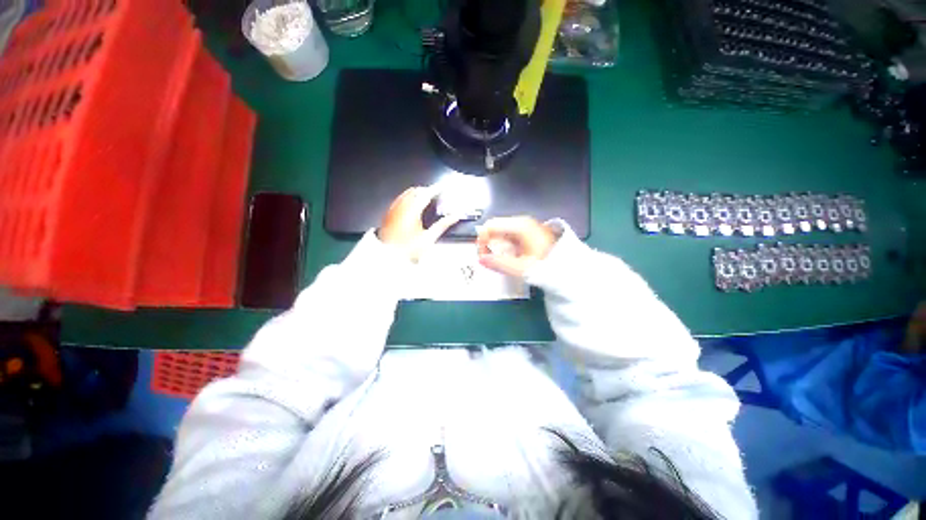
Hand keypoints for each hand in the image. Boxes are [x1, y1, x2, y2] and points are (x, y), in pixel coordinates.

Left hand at [378, 187, 461, 260]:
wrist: (389, 256)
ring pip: (406, 194)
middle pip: (415, 191)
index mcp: (412, 211)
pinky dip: (408, 198)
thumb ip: (443, 225)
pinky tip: (412, 207)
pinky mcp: (389, 214)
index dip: (436, 189)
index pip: (426, 194)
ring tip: (426, 199)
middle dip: (426, 190)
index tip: (443, 187)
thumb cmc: (408, 249)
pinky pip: (399, 199)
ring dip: (417, 193)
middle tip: (436, 194)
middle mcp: (401, 207)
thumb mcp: (429, 238)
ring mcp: (394, 209)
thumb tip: (455, 216)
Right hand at [476, 217, 556, 276]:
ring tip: (500, 261)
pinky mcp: (526, 233)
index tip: (482, 256)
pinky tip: (509, 258)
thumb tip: (481, 260)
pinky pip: (508, 237)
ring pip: (500, 233)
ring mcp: (524, 227)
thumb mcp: (521, 267)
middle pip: (494, 229)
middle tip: (489, 261)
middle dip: (488, 245)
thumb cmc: (546, 264)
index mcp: (519, 226)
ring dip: (495, 247)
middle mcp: (521, 222)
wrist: (567, 265)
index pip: (490, 226)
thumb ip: (499, 263)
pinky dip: (503, 246)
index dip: (481, 241)